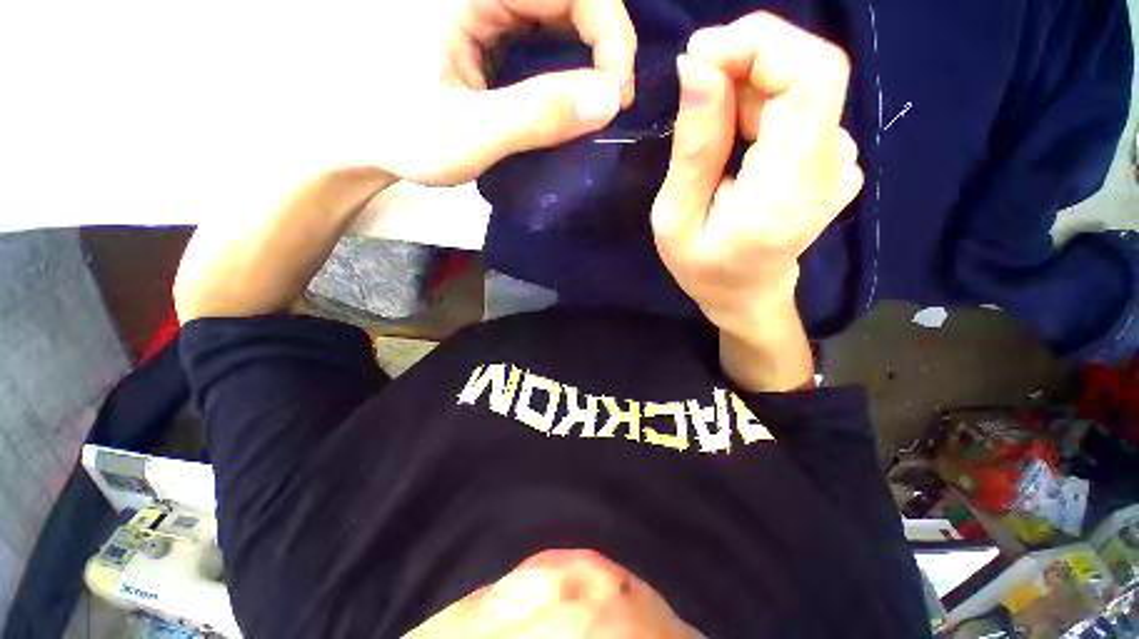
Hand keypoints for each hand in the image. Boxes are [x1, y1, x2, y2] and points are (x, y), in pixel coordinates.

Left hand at [372, 0, 636, 185]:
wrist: (356, 135)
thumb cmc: (398, 134)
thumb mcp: (468, 135)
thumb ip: (536, 117)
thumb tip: (609, 100)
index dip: (610, 33)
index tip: (616, 96)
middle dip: (605, 45)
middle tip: (611, 103)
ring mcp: (480, 2)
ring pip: (560, 9)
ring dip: (589, 53)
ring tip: (594, 103)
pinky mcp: (483, 22)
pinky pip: (541, 27)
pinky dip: (566, 60)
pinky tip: (565, 93)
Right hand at [650, 12, 861, 340]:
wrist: (746, 296)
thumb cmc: (703, 269)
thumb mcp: (676, 220)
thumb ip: (694, 149)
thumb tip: (699, 67)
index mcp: (788, 189)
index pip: (811, 77)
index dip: (761, 44)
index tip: (701, 52)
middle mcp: (831, 166)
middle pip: (811, 71)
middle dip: (749, 58)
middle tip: (696, 84)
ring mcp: (840, 162)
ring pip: (804, 85)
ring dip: (750, 86)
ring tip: (708, 129)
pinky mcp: (835, 160)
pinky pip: (804, 107)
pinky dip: (764, 102)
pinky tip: (735, 138)